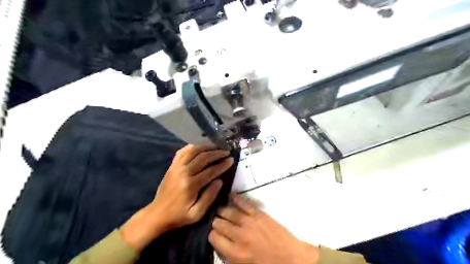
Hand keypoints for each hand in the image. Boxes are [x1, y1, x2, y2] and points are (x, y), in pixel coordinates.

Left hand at [119, 145, 232, 249]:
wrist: (157, 214)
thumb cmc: (179, 216)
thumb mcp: (197, 213)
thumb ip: (209, 197)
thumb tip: (219, 181)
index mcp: (191, 185)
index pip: (211, 170)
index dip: (223, 164)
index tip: (231, 160)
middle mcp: (184, 172)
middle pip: (203, 157)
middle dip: (217, 153)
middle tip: (227, 151)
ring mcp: (176, 167)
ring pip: (193, 151)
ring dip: (207, 147)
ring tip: (216, 146)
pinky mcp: (172, 166)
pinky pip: (183, 151)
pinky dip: (192, 146)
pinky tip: (200, 146)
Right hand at [209, 195, 319, 262]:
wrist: (292, 259)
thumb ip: (230, 258)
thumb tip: (221, 246)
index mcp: (235, 253)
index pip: (214, 238)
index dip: (212, 234)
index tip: (214, 233)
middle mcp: (239, 236)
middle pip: (220, 224)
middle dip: (216, 222)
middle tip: (216, 220)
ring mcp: (250, 223)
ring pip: (230, 212)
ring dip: (223, 210)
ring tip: (220, 209)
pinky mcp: (259, 214)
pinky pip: (245, 204)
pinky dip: (237, 199)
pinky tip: (232, 196)